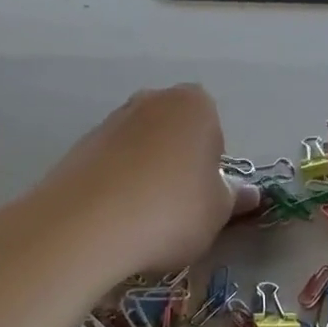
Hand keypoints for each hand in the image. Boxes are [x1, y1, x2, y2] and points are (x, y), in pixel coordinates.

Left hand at [42, 85, 258, 278]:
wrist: (86, 226)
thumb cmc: (172, 211)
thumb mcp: (218, 212)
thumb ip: (233, 197)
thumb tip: (249, 193)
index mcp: (195, 104)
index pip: (215, 132)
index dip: (212, 168)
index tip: (205, 198)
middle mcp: (152, 100)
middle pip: (175, 134)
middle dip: (179, 164)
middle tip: (178, 208)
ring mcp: (111, 121)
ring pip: (142, 148)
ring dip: (146, 175)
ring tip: (143, 218)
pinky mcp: (79, 146)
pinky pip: (111, 164)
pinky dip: (117, 185)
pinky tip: (115, 218)